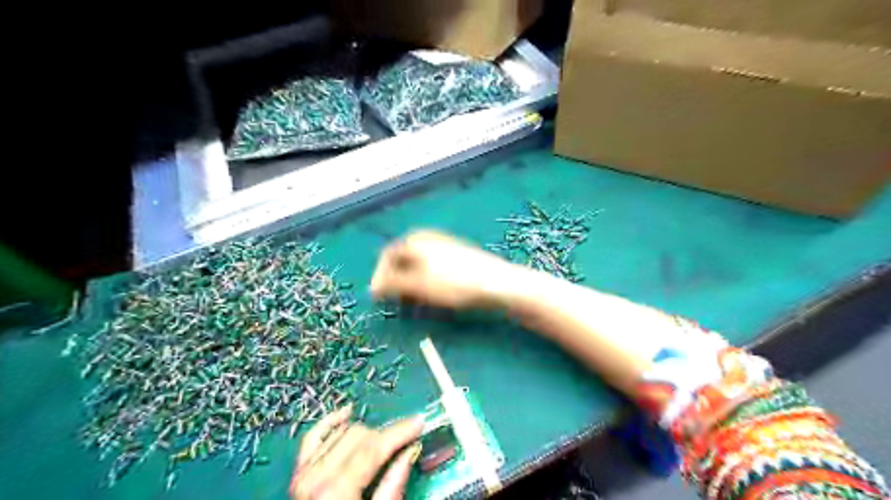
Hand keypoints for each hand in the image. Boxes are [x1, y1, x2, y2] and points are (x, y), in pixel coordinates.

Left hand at [288, 406, 421, 499]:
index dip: (400, 431)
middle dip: (384, 437)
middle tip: (402, 443)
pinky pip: (315, 435)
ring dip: (365, 433)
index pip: (375, 446)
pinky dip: (332, 421)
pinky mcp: (299, 471)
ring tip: (379, 444)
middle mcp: (318, 475)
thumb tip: (410, 451)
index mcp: (337, 490)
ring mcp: (306, 471)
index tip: (419, 422)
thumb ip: (392, 485)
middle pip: (361, 435)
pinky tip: (347, 413)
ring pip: (343, 430)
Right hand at [371, 231, 523, 308]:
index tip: (378, 296)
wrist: (496, 283)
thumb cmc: (453, 283)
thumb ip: (392, 284)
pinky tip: (435, 295)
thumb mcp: (418, 285)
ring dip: (411, 283)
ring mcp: (445, 246)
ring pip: (419, 265)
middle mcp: (428, 238)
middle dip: (397, 280)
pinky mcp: (458, 257)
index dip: (379, 276)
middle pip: (403, 259)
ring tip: (415, 301)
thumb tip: (372, 288)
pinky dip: (427, 281)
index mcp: (415, 240)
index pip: (388, 255)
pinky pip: (434, 268)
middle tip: (397, 300)